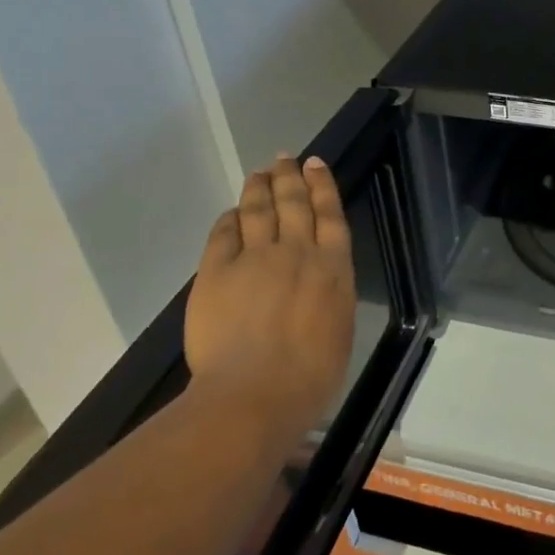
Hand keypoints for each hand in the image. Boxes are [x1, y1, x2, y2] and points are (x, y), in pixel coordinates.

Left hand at [183, 155, 356, 435]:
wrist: (254, 395)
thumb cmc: (310, 377)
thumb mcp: (339, 330)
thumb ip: (330, 295)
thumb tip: (319, 280)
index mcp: (332, 268)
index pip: (329, 214)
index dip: (322, 185)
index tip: (315, 163)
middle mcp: (296, 252)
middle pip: (293, 203)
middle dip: (289, 177)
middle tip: (285, 158)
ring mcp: (254, 259)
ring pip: (258, 210)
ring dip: (259, 188)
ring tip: (260, 173)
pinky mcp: (216, 272)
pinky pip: (223, 234)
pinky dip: (229, 219)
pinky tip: (231, 213)